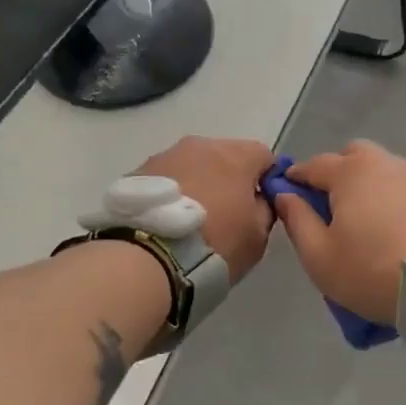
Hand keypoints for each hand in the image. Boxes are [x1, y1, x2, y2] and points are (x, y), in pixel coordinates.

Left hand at [133, 137, 276, 280]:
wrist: (148, 259)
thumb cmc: (215, 245)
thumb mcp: (257, 236)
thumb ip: (266, 209)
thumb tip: (260, 199)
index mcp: (237, 156)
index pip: (264, 156)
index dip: (266, 179)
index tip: (261, 204)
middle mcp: (202, 145)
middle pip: (226, 155)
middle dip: (230, 178)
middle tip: (226, 213)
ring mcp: (166, 155)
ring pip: (193, 164)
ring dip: (198, 183)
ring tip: (191, 218)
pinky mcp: (139, 171)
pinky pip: (167, 177)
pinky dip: (173, 192)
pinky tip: (167, 219)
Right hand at [273, 140, 405, 324]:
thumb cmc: (372, 269)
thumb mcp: (319, 256)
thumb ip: (297, 220)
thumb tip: (284, 194)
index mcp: (349, 172)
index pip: (313, 165)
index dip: (296, 178)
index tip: (287, 193)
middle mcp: (381, 162)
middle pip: (351, 156)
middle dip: (336, 173)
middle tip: (330, 206)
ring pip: (380, 169)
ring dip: (366, 184)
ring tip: (364, 219)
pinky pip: (402, 185)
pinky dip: (391, 197)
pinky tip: (392, 224)